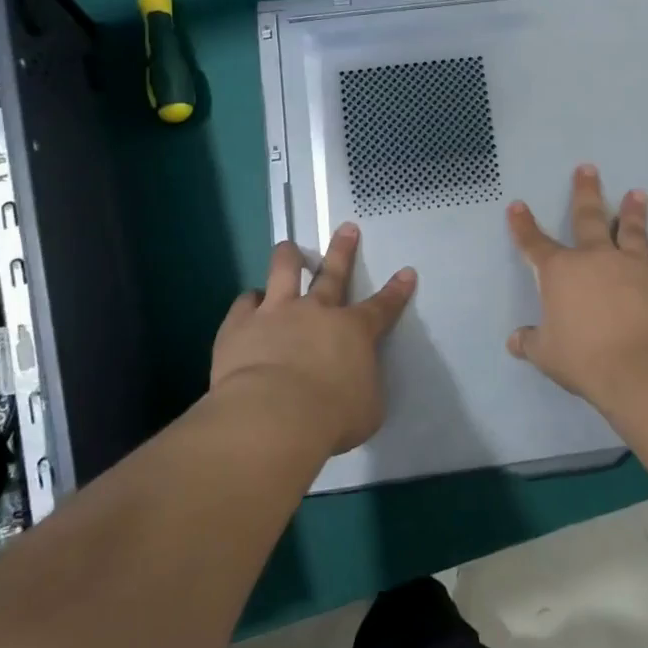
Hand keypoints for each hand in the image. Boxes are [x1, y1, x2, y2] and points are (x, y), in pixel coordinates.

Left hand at [211, 223, 415, 454]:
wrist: (273, 417)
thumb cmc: (331, 418)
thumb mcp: (367, 409)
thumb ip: (362, 386)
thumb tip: (355, 382)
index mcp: (354, 331)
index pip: (382, 307)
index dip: (396, 290)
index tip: (406, 272)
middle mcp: (316, 311)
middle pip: (333, 273)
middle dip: (343, 249)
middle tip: (347, 229)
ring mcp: (276, 312)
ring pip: (283, 271)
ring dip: (288, 256)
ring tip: (288, 248)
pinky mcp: (240, 325)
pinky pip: (244, 302)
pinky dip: (249, 302)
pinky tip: (249, 303)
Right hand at [507, 165, 647, 408]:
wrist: (644, 367)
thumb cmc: (585, 358)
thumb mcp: (548, 355)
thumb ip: (531, 343)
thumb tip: (515, 341)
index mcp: (560, 273)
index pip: (534, 244)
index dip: (523, 225)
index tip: (517, 206)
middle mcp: (595, 259)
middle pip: (588, 218)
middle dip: (585, 192)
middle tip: (587, 168)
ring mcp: (631, 266)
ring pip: (630, 230)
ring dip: (632, 211)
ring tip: (637, 194)